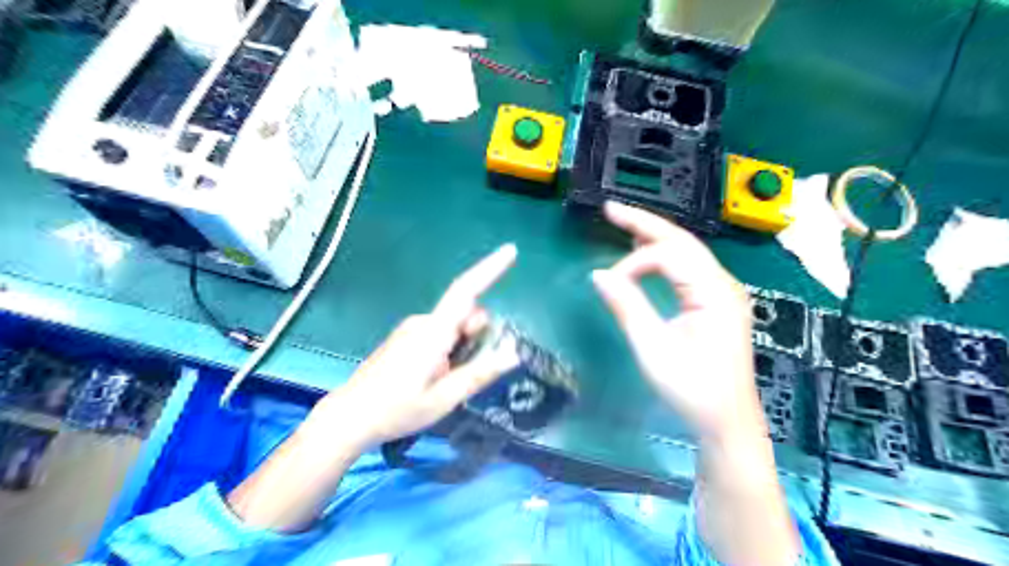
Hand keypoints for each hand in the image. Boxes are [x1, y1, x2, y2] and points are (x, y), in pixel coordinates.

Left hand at [308, 244, 519, 449]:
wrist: (350, 416)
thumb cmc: (396, 410)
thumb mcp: (444, 399)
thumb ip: (478, 373)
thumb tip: (513, 352)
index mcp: (433, 333)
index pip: (465, 291)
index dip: (489, 269)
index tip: (511, 251)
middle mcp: (423, 321)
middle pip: (465, 311)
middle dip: (479, 332)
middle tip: (469, 370)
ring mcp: (413, 327)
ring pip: (455, 323)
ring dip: (464, 343)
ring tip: (448, 379)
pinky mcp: (408, 335)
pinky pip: (441, 330)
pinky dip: (451, 346)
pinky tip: (436, 374)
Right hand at [593, 201, 764, 443]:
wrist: (727, 422)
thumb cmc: (692, 389)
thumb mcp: (653, 348)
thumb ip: (627, 307)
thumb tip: (599, 275)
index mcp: (713, 292)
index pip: (668, 256)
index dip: (633, 263)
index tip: (610, 284)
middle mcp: (723, 284)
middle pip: (682, 241)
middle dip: (645, 223)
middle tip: (611, 209)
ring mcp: (722, 292)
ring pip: (687, 251)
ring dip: (655, 236)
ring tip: (625, 223)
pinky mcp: (716, 303)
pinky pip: (689, 268)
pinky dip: (665, 255)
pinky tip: (648, 252)